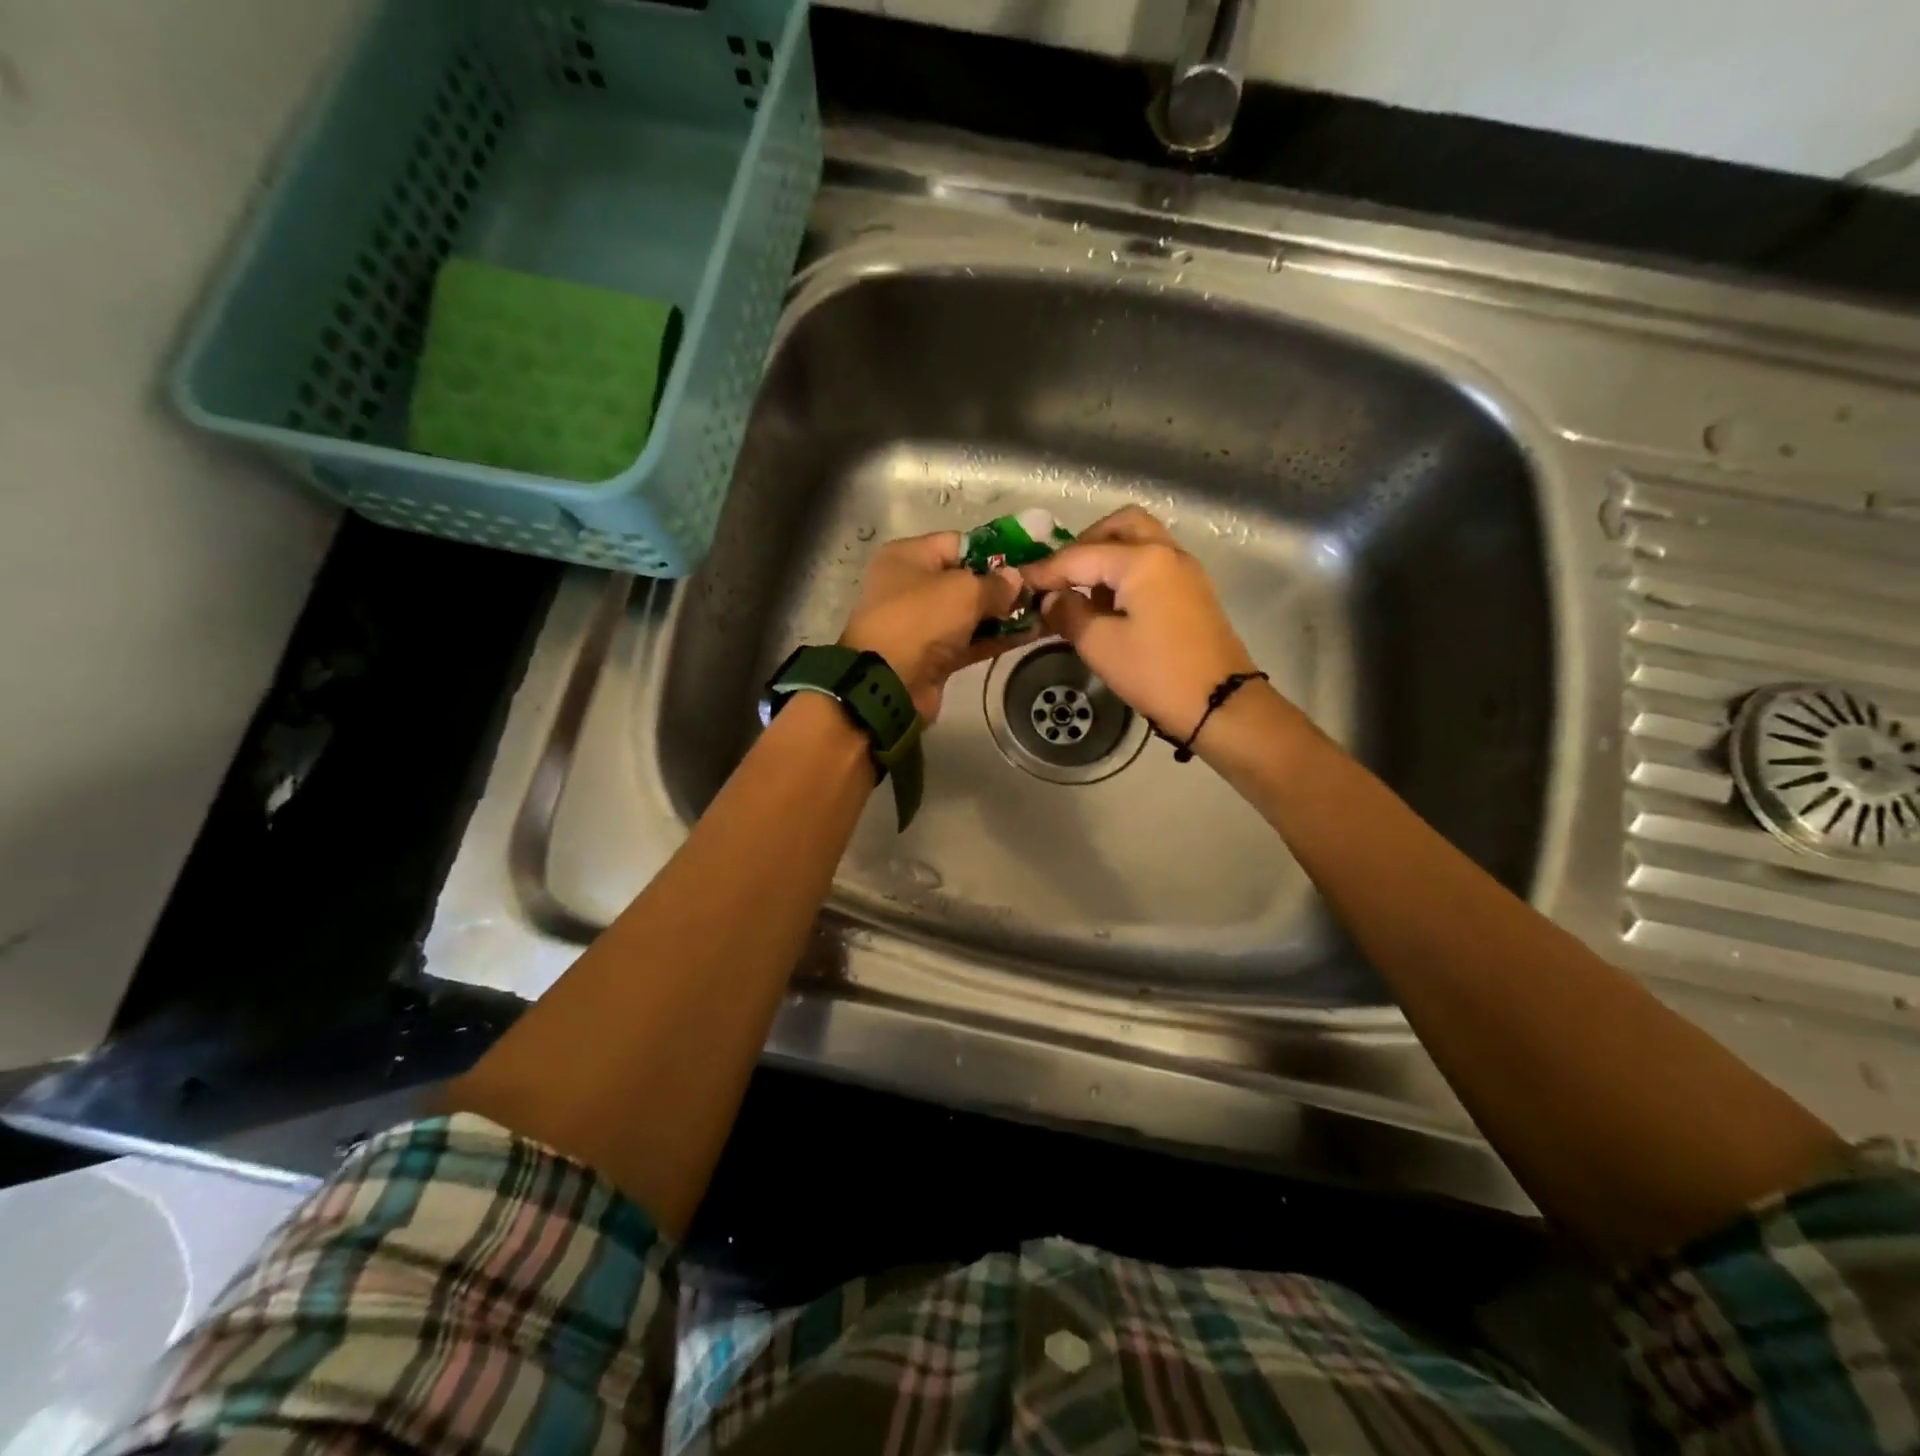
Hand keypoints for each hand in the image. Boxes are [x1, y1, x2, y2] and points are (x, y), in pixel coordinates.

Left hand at [841, 531, 1028, 721]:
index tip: (1031, 557)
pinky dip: (998, 637)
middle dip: (1005, 584)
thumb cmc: (920, 620)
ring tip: (1047, 609)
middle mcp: (913, 586)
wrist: (888, 684)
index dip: (996, 549)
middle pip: (967, 579)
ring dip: (1006, 613)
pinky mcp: (935, 656)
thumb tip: (1016, 579)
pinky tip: (1033, 633)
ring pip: (972, 613)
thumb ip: (995, 583)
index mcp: (909, 557)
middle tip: (1044, 586)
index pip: (960, 543)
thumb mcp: (962, 591)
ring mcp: (924, 624)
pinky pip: (972, 640)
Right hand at [1020, 507, 1258, 739]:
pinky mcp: (1193, 592)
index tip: (1020, 582)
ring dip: (1108, 555)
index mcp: (1143, 560)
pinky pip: (1154, 563)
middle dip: (1085, 544)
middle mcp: (1167, 553)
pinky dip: (1128, 571)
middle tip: (1062, 574)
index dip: (1046, 570)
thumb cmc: (1156, 673)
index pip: (1081, 555)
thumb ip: (1069, 613)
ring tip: (1084, 592)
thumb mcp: (1100, 646)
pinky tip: (1110, 605)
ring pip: (1141, 541)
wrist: (1220, 704)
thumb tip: (1051, 599)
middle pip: (1120, 526)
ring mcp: (1185, 571)